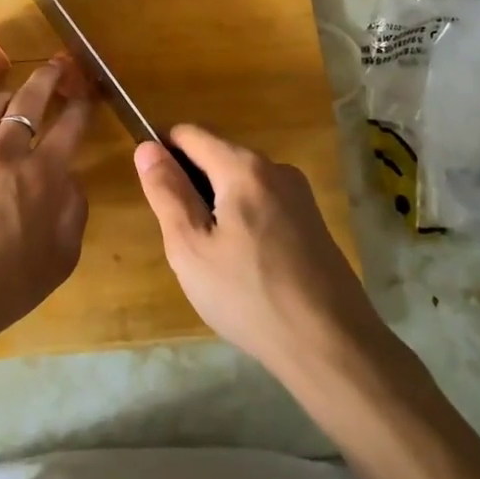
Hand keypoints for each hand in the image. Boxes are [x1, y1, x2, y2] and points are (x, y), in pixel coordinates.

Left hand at [0, 60, 92, 357]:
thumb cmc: (9, 285)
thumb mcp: (62, 256)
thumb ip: (73, 210)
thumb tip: (70, 180)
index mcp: (42, 175)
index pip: (70, 124)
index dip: (83, 106)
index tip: (87, 97)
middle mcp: (5, 153)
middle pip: (29, 98)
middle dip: (48, 77)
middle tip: (56, 68)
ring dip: (8, 97)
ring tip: (14, 101)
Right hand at [135, 125, 380, 378]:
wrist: (332, 345)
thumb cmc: (249, 296)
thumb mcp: (191, 248)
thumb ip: (167, 193)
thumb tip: (147, 148)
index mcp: (244, 167)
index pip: (189, 133)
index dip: (163, 153)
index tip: (156, 195)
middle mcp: (275, 167)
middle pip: (217, 155)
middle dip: (191, 185)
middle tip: (185, 240)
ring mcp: (299, 194)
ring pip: (240, 182)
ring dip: (217, 205)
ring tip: (215, 260)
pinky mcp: (312, 220)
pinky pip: (263, 202)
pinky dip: (243, 220)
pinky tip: (245, 267)